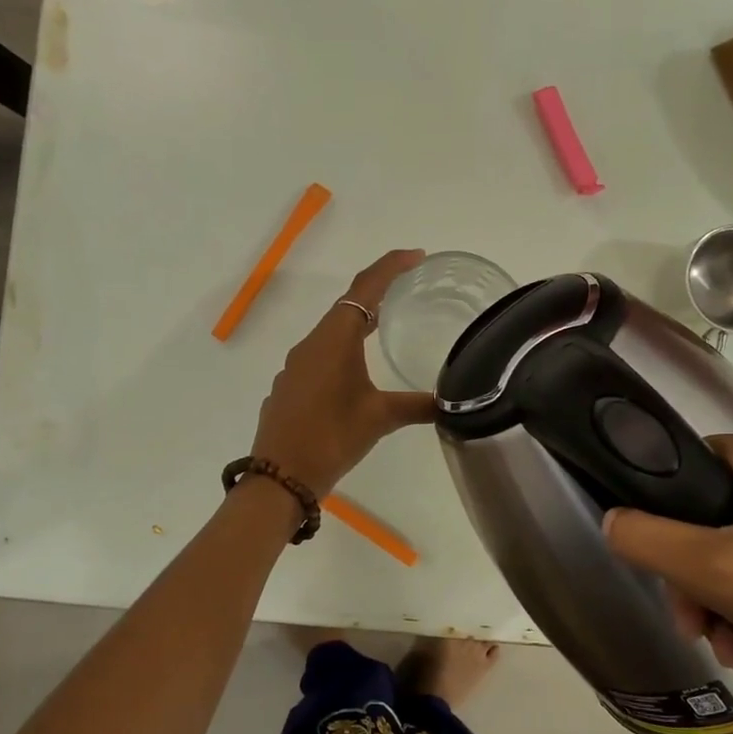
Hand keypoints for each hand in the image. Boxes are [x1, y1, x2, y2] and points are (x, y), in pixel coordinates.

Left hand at [249, 249, 435, 495]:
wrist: (280, 477)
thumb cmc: (331, 439)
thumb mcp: (379, 419)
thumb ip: (417, 406)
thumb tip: (452, 403)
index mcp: (335, 340)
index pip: (365, 288)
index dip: (391, 267)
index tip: (417, 256)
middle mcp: (311, 344)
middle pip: (348, 305)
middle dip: (378, 292)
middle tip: (409, 288)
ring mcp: (295, 366)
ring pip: (331, 331)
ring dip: (358, 322)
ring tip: (386, 326)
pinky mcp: (289, 386)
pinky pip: (319, 355)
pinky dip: (341, 350)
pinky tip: (354, 372)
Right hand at [602, 432, 732, 733]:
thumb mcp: (717, 575)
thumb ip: (648, 539)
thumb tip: (612, 519)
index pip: (692, 462)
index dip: (666, 516)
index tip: (666, 576)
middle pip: (721, 509)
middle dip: (698, 573)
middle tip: (697, 628)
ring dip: (728, 595)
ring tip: (732, 650)